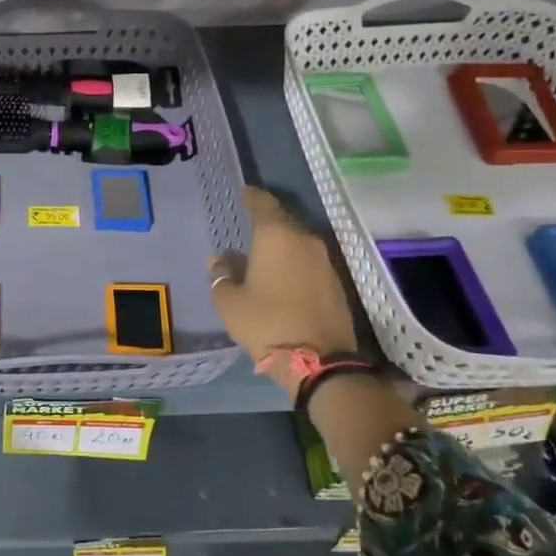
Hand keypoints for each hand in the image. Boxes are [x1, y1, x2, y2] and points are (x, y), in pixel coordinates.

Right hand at [208, 187, 359, 398]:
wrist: (320, 362)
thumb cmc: (267, 323)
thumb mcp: (230, 302)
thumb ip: (222, 275)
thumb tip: (220, 260)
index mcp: (276, 236)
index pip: (263, 204)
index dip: (252, 197)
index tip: (244, 193)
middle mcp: (304, 240)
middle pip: (284, 221)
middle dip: (267, 222)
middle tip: (249, 226)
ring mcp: (325, 261)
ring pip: (299, 242)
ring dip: (282, 245)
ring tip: (264, 254)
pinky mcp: (336, 282)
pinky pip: (309, 262)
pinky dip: (295, 263)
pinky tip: (283, 276)